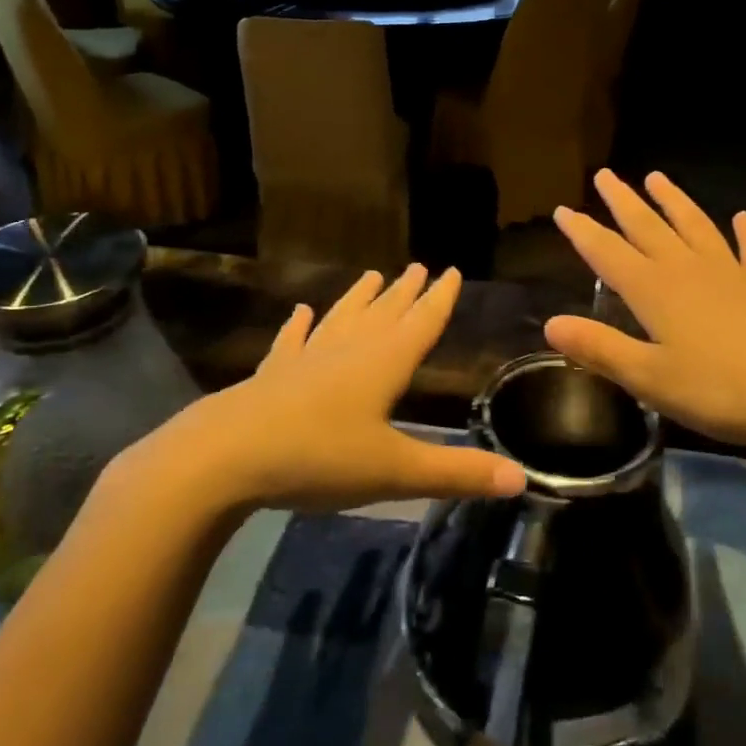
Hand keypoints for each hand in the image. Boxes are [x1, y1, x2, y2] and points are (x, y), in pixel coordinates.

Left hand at [114, 265, 525, 515]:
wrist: (225, 458)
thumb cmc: (319, 458)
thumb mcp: (395, 472)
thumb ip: (457, 473)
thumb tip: (521, 479)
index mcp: (383, 364)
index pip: (421, 323)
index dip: (440, 298)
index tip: (451, 269)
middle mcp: (348, 352)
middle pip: (383, 314)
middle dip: (404, 292)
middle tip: (419, 266)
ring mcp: (306, 360)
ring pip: (341, 320)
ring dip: (359, 298)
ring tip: (372, 275)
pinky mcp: (272, 376)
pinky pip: (290, 343)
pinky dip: (297, 327)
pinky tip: (300, 312)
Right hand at [545, 170, 745, 470]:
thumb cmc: (722, 391)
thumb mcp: (650, 378)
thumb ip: (600, 349)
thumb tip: (550, 323)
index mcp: (655, 292)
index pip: (608, 253)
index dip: (583, 232)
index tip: (562, 209)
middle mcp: (689, 271)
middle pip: (649, 228)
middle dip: (623, 202)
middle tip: (606, 175)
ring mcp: (732, 275)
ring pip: (696, 228)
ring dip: (675, 202)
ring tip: (658, 178)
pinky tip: (744, 218)